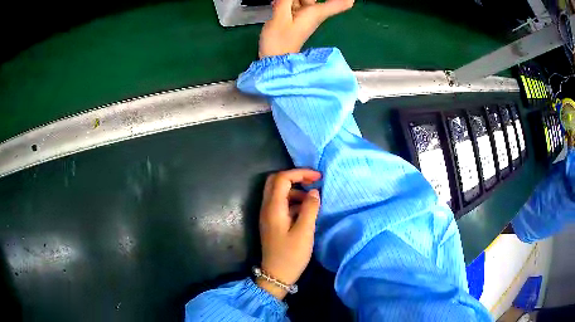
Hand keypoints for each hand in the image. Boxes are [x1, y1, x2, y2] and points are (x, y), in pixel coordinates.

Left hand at [257, 169, 321, 299]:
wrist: (276, 275)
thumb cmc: (291, 255)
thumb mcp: (304, 232)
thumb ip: (310, 209)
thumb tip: (314, 192)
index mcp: (273, 207)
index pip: (282, 178)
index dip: (300, 173)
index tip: (318, 177)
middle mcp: (267, 207)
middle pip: (276, 181)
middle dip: (295, 177)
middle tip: (313, 182)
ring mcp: (268, 215)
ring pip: (278, 192)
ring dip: (295, 190)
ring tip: (313, 199)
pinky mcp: (272, 222)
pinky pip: (281, 203)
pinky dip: (293, 200)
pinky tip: (306, 210)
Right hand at [259, 0, 354, 57]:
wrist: (273, 60)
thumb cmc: (279, 42)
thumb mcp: (280, 18)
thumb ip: (285, 0)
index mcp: (316, 12)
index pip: (343, 3)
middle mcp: (314, 13)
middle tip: (287, 1)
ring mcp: (305, 16)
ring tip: (279, 2)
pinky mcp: (295, 18)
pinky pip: (294, 4)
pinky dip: (286, 1)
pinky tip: (276, 3)